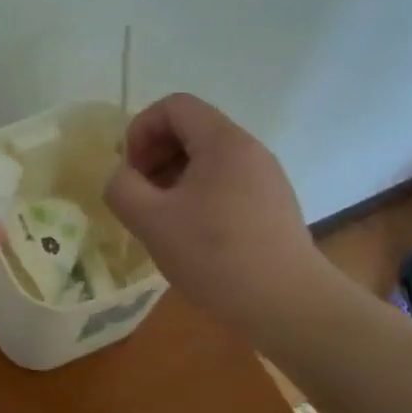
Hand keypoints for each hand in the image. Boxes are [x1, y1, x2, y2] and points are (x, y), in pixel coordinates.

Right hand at [104, 93, 329, 331]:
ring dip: (172, 177)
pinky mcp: (272, 205)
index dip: (141, 129)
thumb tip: (122, 177)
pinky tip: (189, 234)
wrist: (289, 306)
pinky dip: (197, 195)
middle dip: (154, 154)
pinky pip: (225, 182)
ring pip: (207, 158)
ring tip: (160, 217)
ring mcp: (265, 178)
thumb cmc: (215, 255)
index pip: (174, 106)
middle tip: (138, 193)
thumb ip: (122, 187)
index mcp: (223, 142)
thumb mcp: (150, 220)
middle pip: (190, 129)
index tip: (130, 170)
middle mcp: (249, 149)